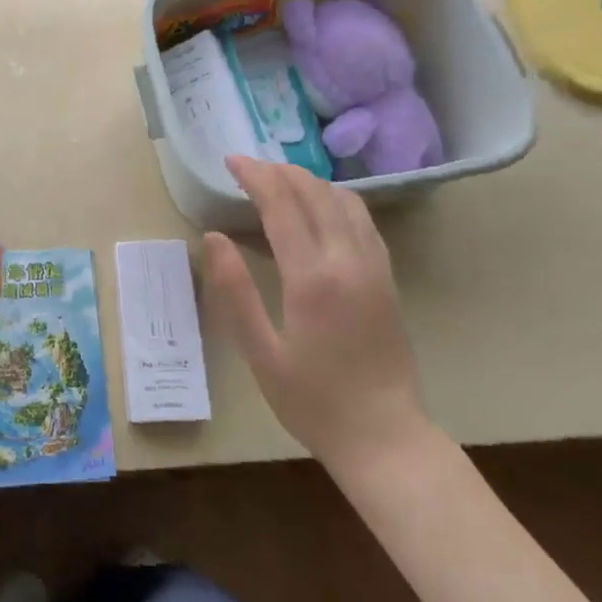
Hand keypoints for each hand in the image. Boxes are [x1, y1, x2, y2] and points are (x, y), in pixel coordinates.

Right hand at [203, 157, 432, 470]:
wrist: (386, 439)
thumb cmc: (314, 402)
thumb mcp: (261, 354)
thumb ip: (235, 291)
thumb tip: (214, 237)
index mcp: (313, 278)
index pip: (282, 204)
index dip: (255, 176)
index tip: (230, 162)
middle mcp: (348, 260)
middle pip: (314, 193)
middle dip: (279, 171)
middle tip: (247, 168)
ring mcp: (374, 267)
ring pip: (343, 200)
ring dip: (308, 181)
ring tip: (278, 181)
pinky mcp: (387, 278)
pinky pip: (362, 220)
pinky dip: (335, 199)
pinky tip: (318, 208)